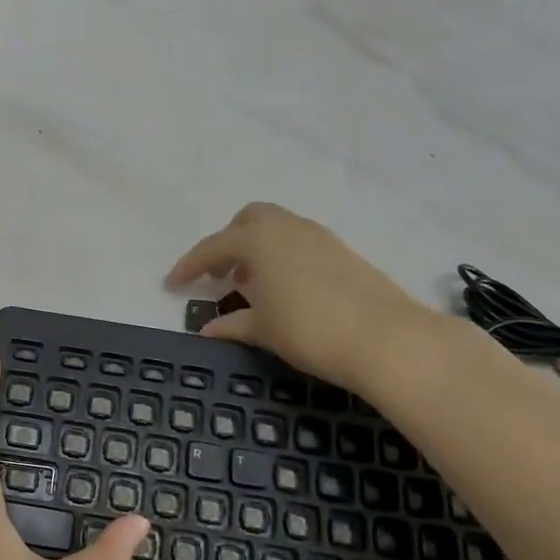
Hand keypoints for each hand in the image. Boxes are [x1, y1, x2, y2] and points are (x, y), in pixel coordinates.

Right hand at [166, 202, 449, 398]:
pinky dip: (282, 256)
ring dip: (257, 249)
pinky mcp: (342, 251)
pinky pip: (299, 242)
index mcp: (258, 240)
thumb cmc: (309, 330)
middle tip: (220, 274)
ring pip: (277, 228)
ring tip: (251, 284)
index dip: (189, 266)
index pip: (212, 247)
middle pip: (248, 220)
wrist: (387, 338)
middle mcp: (286, 228)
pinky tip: (284, 289)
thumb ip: (232, 325)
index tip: (172, 284)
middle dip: (228, 242)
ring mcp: (318, 237)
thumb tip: (208, 329)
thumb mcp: (263, 330)